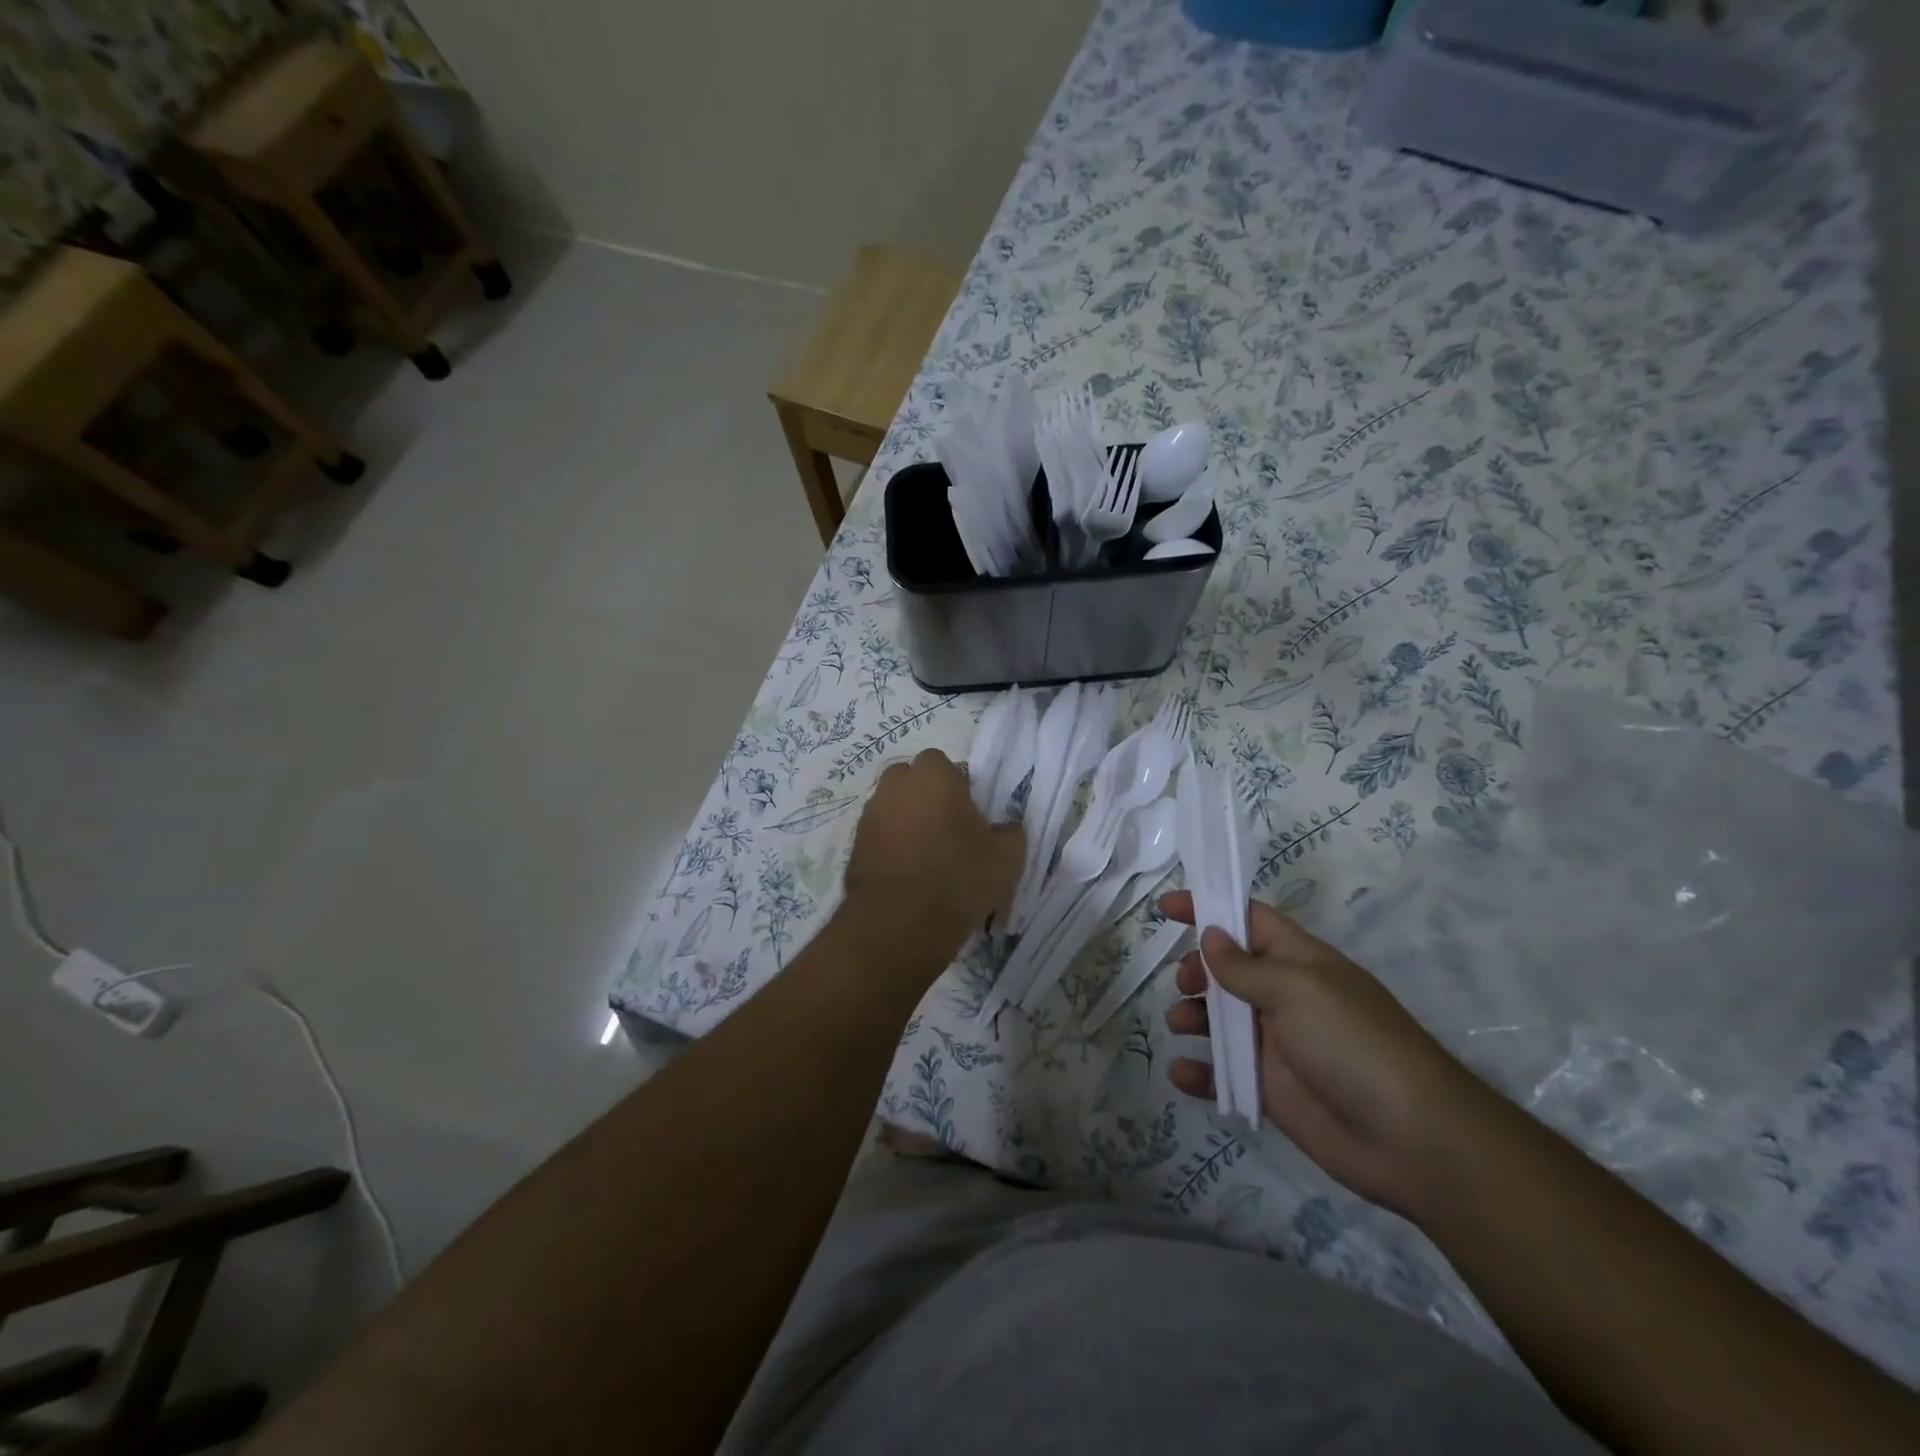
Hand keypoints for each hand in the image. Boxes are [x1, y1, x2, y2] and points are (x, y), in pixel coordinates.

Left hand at [841, 751, 1023, 962]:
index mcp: (933, 775)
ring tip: (928, 859)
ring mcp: (870, 815)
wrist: (900, 925)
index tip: (969, 815)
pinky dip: (892, 848)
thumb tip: (1004, 829)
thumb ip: (1010, 832)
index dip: (957, 785)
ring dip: (908, 823)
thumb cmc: (959, 878)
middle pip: (912, 781)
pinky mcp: (854, 845)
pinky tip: (909, 877)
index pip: (944, 763)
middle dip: (927, 799)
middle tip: (949, 832)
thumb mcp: (1007, 857)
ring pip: (894, 808)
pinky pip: (879, 836)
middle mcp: (895, 785)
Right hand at [1159, 891, 1482, 1215]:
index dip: (1209, 908)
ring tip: (1182, 1025)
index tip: (1166, 907)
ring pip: (1219, 1020)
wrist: (1410, 1139)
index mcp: (1298, 961)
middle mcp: (1285, 997)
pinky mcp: (1270, 1089)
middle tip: (1185, 985)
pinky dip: (1200, 1072)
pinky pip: (1224, 1074)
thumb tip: (1211, 935)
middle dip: (1196, 970)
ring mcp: (1276, 1045)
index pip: (1247, 920)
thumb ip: (1245, 966)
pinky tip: (1183, 1073)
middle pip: (1226, 970)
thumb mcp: (1296, 990)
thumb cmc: (1352, 1043)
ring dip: (1192, 1016)